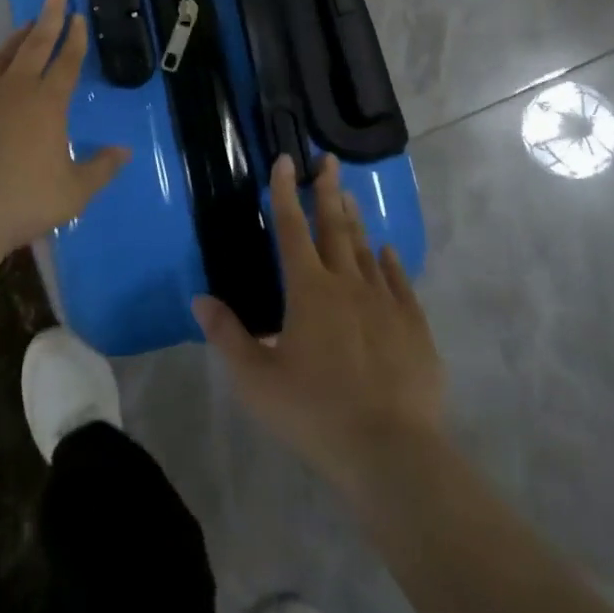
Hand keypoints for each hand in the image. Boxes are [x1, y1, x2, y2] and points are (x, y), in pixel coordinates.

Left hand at [0, 0, 129, 255]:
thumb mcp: (73, 192)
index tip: (78, 15)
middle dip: (49, 15)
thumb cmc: (23, 201)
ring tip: (24, 26)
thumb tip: (125, 151)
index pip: (67, 61)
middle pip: (35, 43)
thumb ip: (100, 169)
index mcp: (47, 103)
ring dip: (15, 39)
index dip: (75, 37)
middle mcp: (14, 88)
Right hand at [194, 155, 444, 490]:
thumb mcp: (257, 381)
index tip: (286, 160)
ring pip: (366, 249)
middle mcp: (347, 283)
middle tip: (329, 161)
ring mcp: (384, 302)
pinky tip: (387, 251)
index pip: (292, 228)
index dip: (286, 192)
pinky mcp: (413, 326)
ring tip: (349, 197)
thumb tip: (200, 299)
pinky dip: (390, 261)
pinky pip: (400, 282)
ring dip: (355, 221)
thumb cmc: (315, 413)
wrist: (391, 452)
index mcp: (308, 290)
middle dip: (329, 190)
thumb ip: (228, 336)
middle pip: (335, 227)